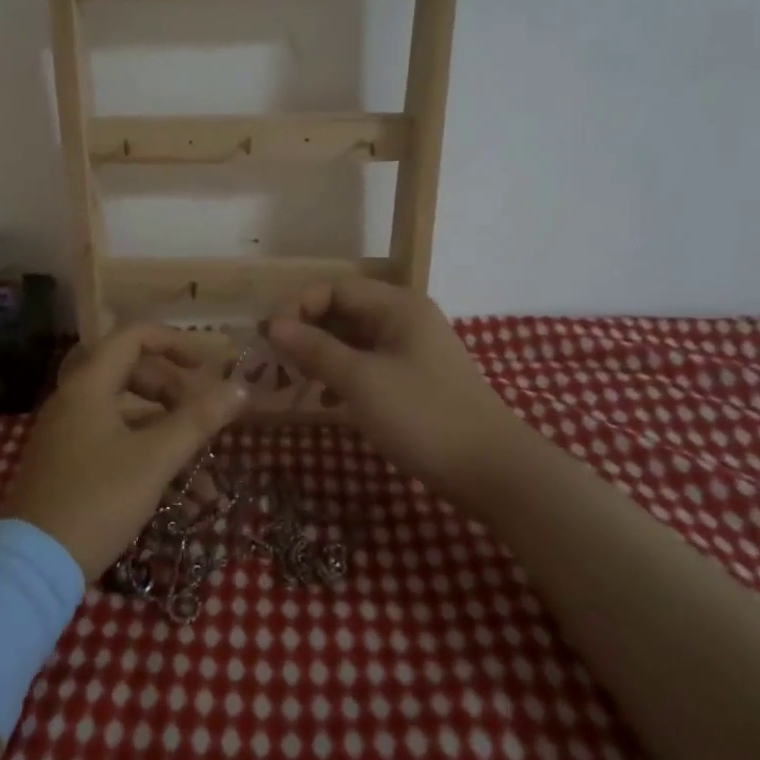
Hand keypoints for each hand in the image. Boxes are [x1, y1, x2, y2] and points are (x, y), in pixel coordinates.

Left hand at [0, 324, 247, 579]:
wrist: (34, 565)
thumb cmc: (97, 500)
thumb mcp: (155, 459)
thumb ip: (198, 420)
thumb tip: (240, 388)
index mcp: (88, 385)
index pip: (133, 337)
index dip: (174, 342)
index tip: (208, 365)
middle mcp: (73, 400)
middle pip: (131, 372)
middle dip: (173, 391)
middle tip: (200, 415)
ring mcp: (67, 433)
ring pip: (126, 413)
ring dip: (166, 431)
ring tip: (201, 466)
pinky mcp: (67, 463)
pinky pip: (113, 441)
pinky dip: (145, 453)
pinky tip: (178, 492)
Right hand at [265, 277, 515, 509]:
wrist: (491, 470)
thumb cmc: (422, 416)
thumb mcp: (362, 381)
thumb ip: (315, 349)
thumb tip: (273, 325)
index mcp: (398, 306)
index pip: (336, 288)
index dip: (298, 307)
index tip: (269, 336)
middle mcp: (406, 319)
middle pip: (345, 311)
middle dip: (308, 331)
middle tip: (275, 360)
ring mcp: (412, 350)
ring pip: (355, 340)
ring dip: (322, 355)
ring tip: (295, 379)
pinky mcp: (414, 380)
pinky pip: (368, 364)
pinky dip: (344, 375)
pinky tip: (327, 400)